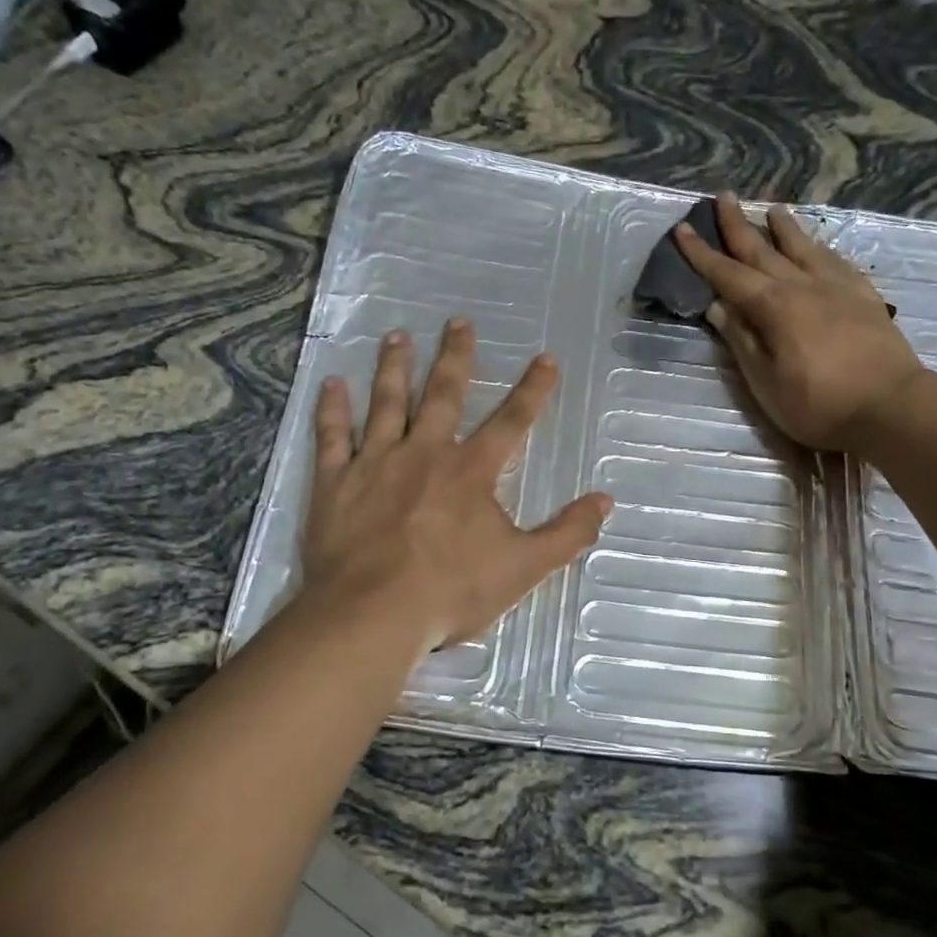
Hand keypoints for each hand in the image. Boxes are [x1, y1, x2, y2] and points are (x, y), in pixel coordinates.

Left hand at [301, 320, 611, 654]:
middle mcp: (425, 453)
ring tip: (397, 336)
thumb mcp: (523, 568)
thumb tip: (605, 501)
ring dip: (394, 367)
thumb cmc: (451, 592)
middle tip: (459, 322)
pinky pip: (333, 436)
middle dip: (456, 357)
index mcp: (471, 471)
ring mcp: (376, 463)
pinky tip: (331, 384)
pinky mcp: (335, 482)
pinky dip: (332, 409)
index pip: (512, 421)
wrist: (372, 614)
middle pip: (444, 394)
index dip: (533, 389)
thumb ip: (567, 533)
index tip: (545, 358)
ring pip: (387, 403)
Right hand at [676, 194, 936, 455]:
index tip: (682, 230)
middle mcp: (803, 285)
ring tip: (772, 209)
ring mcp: (837, 287)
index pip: (728, 275)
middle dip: (739, 225)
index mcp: (774, 307)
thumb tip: (718, 307)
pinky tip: (818, 246)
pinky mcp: (864, 296)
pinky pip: (835, 261)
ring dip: (784, 228)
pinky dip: (820, 248)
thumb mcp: (766, 382)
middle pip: (763, 250)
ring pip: (803, 248)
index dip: (702, 254)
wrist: (891, 405)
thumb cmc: (819, 404)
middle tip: (723, 197)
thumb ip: (742, 341)